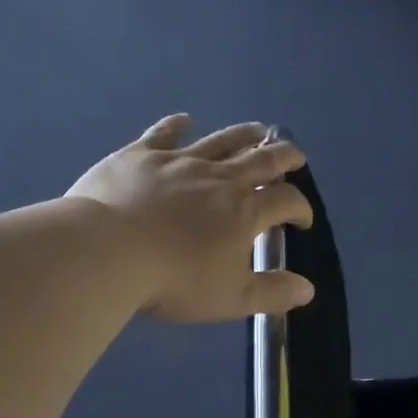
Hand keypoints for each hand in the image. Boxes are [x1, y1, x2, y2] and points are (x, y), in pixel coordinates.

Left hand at [67, 115, 315, 323]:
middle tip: (296, 156)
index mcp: (245, 212)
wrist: (109, 251)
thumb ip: (272, 293)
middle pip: (263, 159)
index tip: (302, 220)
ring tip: (259, 131)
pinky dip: (178, 124)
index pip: (285, 201)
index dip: (300, 208)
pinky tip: (185, 120)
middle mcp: (220, 178)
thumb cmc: (175, 280)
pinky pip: (165, 133)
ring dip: (245, 134)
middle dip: (285, 158)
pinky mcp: (143, 155)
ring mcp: (181, 161)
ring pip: (222, 140)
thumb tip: (308, 290)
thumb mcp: (232, 298)